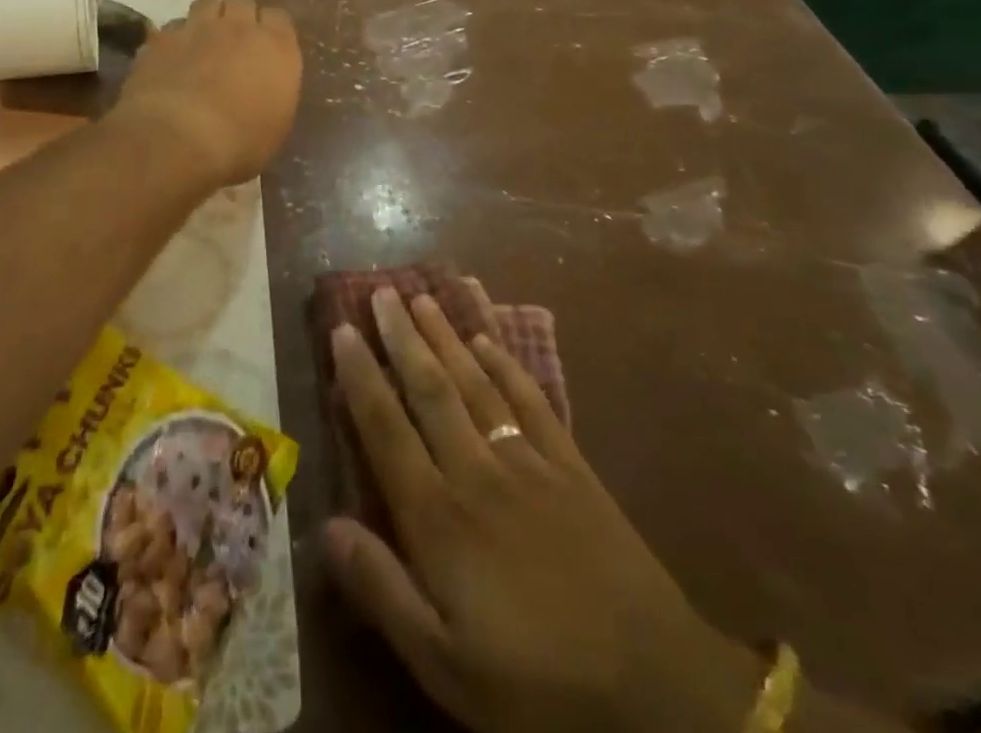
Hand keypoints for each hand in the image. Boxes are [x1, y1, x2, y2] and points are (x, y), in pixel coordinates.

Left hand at [116, 0, 301, 187]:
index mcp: (276, 47)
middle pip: (241, 2)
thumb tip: (265, 88)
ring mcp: (197, 27)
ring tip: (201, 43)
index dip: (270, 30)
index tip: (266, 49)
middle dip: (238, 17)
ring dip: (207, 19)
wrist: (178, 140)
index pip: (278, 17)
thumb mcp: (275, 126)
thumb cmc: (240, 143)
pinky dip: (175, 39)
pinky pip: (172, 27)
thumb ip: (275, 93)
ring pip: (206, 3)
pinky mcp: (161, 38)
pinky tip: (171, 60)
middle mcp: (239, 27)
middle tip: (233, 43)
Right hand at [327, 290, 762, 732]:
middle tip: (381, 292)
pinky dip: (505, 364)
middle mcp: (476, 471)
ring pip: (475, 383)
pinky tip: (487, 338)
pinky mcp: (570, 465)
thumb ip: (383, 591)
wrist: (653, 687)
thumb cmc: (536, 685)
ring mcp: (527, 461)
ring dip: (445, 337)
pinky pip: (530, 400)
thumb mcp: (445, 666)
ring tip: (422, 298)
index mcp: (439, 518)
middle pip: (430, 390)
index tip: (342, 330)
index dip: (361, 377)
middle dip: (401, 338)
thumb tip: (326, 526)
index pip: (386, 430)